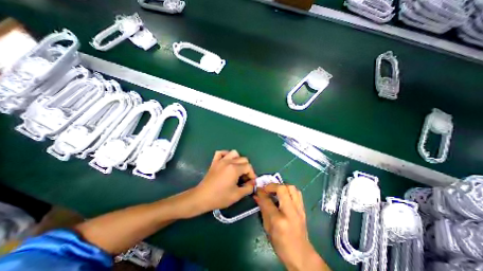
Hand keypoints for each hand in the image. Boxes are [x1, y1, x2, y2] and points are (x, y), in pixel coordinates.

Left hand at [191, 149, 255, 214]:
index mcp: (234, 169)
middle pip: (243, 159)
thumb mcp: (237, 195)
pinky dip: (226, 155)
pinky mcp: (214, 162)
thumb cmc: (220, 197)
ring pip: (234, 153)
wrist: (202, 197)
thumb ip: (248, 188)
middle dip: (247, 168)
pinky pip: (221, 153)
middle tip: (244, 178)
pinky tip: (227, 161)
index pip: (248, 167)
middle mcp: (228, 161)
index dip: (252, 175)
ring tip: (237, 169)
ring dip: (238, 159)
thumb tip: (253, 183)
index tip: (251, 183)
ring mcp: (220, 160)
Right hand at [254, 184, 329, 270]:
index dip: (261, 192)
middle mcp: (290, 212)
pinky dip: (289, 190)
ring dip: (281, 186)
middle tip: (266, 189)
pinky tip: (284, 195)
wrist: (301, 255)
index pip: (267, 201)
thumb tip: (257, 196)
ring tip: (275, 191)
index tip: (257, 189)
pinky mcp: (303, 209)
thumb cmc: (281, 245)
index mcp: (279, 220)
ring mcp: (299, 209)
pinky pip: (297, 192)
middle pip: (282, 189)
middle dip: (272, 186)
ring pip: (291, 188)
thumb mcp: (268, 228)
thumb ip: (263, 209)